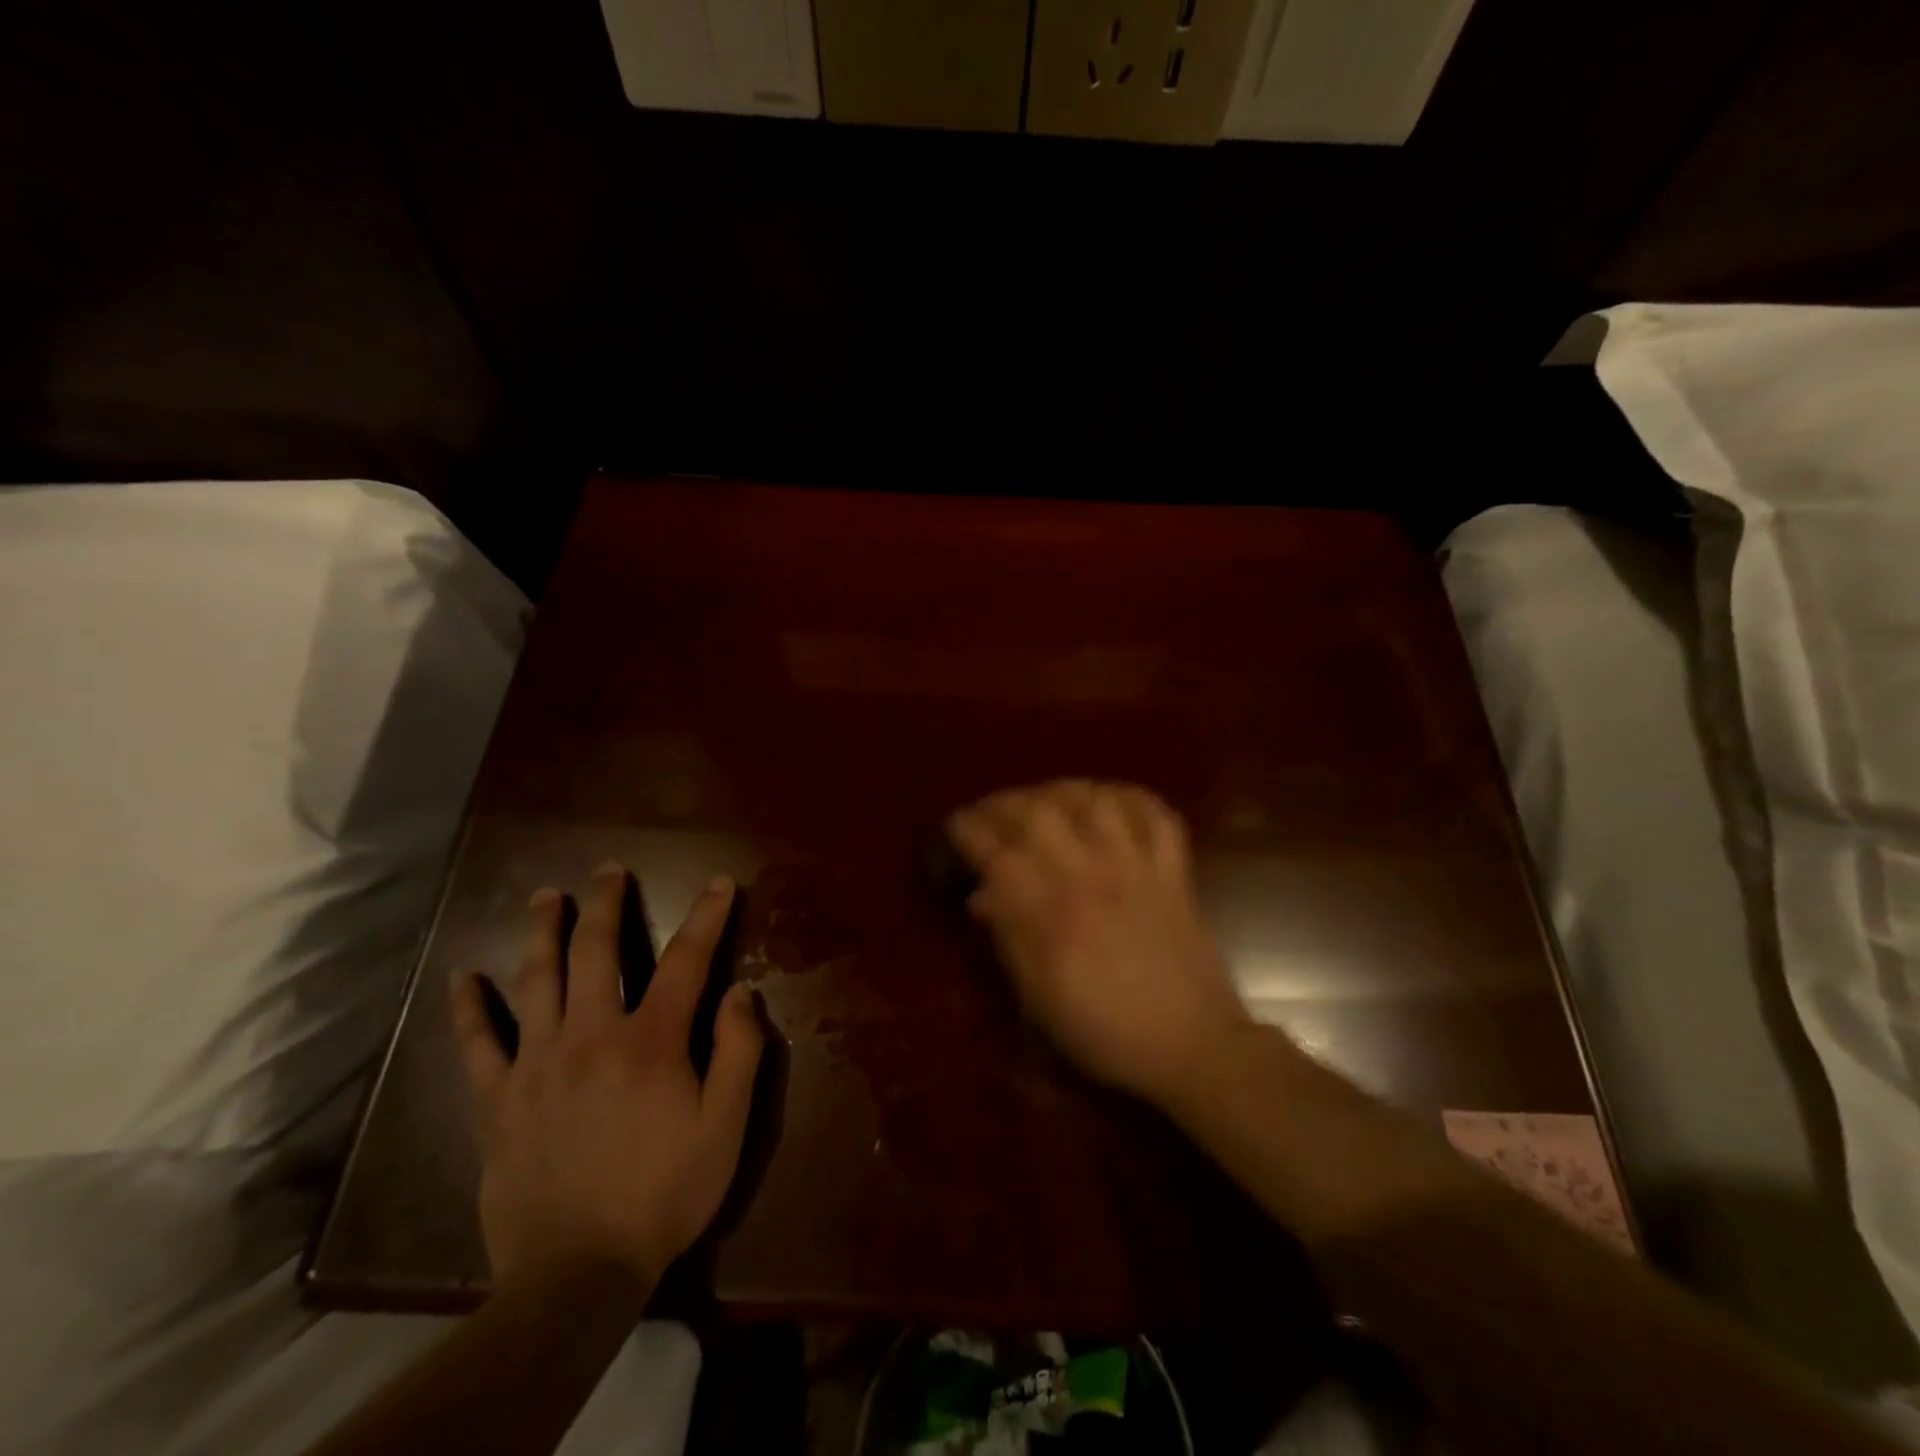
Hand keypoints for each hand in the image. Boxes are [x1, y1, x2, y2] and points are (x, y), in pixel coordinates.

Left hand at [450, 867, 763, 1299]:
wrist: (577, 1273)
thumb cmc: (665, 1193)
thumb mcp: (725, 1125)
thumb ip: (739, 1051)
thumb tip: (741, 989)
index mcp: (651, 1041)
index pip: (685, 961)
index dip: (706, 916)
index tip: (719, 884)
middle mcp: (591, 1035)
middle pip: (598, 952)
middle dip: (607, 903)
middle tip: (610, 869)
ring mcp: (537, 1064)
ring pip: (537, 980)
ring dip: (543, 931)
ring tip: (546, 896)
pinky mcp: (498, 1100)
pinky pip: (478, 1044)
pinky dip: (469, 1008)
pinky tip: (463, 977)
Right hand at [946, 781, 1250, 1106]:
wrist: (1191, 1046)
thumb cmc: (1105, 1031)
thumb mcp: (1040, 998)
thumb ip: (1009, 939)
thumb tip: (981, 896)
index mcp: (1052, 912)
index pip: (997, 852)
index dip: (969, 830)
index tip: (955, 824)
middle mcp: (1091, 876)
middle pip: (1041, 811)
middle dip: (1007, 802)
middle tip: (993, 812)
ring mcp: (1137, 868)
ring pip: (1096, 800)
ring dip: (1064, 791)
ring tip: (1047, 800)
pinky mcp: (1173, 872)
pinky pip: (1158, 816)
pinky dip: (1134, 800)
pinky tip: (1112, 804)